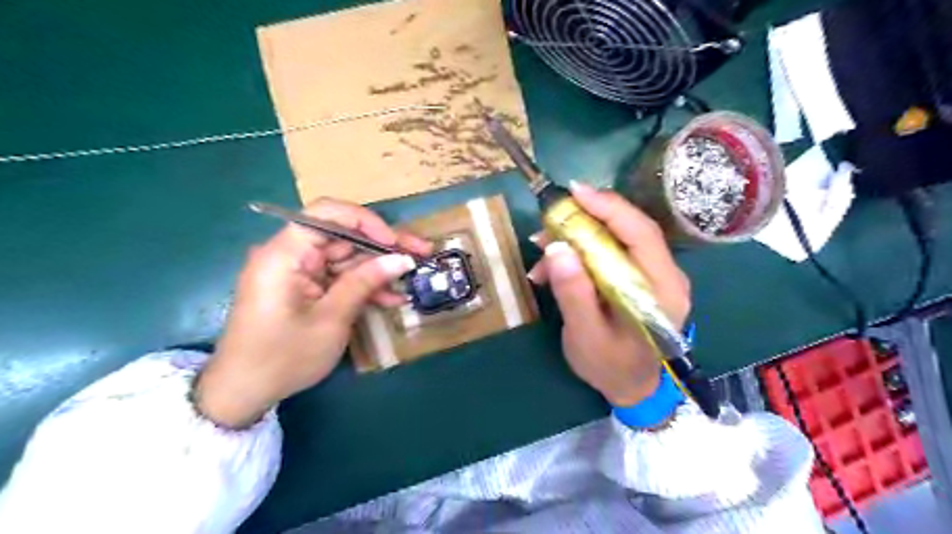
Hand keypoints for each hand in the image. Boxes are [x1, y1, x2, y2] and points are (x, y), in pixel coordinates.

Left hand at [193, 199, 431, 426]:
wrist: (244, 392)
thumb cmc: (283, 357)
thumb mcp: (332, 319)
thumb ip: (365, 282)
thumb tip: (401, 259)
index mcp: (285, 254)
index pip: (327, 214)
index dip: (365, 221)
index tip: (394, 242)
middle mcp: (290, 254)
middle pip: (343, 236)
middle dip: (383, 246)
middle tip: (421, 253)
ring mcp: (298, 272)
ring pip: (346, 258)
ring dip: (378, 270)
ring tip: (412, 279)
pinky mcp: (305, 288)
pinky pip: (339, 278)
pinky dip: (363, 286)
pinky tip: (390, 298)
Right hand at [527, 184, 693, 407]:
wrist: (632, 388)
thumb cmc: (611, 367)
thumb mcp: (586, 335)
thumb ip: (574, 293)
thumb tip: (556, 247)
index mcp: (662, 289)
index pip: (641, 233)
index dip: (609, 207)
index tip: (574, 192)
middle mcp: (665, 275)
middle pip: (628, 230)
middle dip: (584, 220)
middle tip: (546, 224)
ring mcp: (653, 275)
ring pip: (615, 239)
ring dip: (576, 238)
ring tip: (541, 251)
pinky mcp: (638, 278)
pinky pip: (610, 253)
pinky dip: (580, 253)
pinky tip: (553, 268)